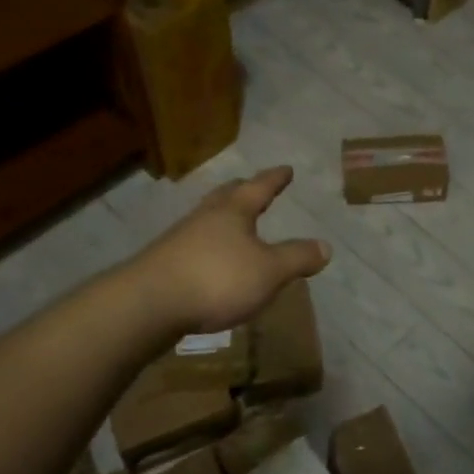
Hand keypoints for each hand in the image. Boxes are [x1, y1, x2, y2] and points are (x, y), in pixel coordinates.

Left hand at [137, 166, 330, 333]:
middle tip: (253, 186)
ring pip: (208, 219)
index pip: (259, 187)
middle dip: (243, 190)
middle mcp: (206, 217)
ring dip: (223, 217)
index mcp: (234, 211)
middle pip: (227, 196)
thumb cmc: (217, 279)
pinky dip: (209, 244)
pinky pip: (194, 244)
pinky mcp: (164, 263)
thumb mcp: (269, 271)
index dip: (275, 179)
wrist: (147, 305)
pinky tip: (212, 259)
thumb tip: (326, 246)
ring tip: (234, 223)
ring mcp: (181, 238)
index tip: (286, 169)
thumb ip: (297, 258)